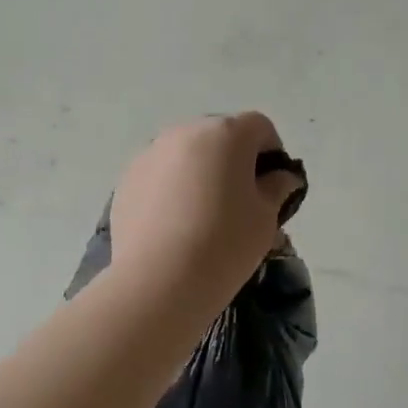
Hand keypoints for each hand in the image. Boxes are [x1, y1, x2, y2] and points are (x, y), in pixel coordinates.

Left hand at [109, 113, 304, 312]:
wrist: (158, 281)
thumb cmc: (224, 243)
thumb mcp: (265, 218)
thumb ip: (276, 188)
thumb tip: (280, 177)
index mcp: (227, 134)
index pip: (259, 126)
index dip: (272, 151)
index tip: (272, 184)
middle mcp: (186, 132)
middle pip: (220, 135)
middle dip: (234, 159)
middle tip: (240, 200)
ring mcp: (152, 152)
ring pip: (187, 152)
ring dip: (201, 171)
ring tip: (203, 214)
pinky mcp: (128, 177)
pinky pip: (161, 172)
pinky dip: (173, 187)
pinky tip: (175, 224)